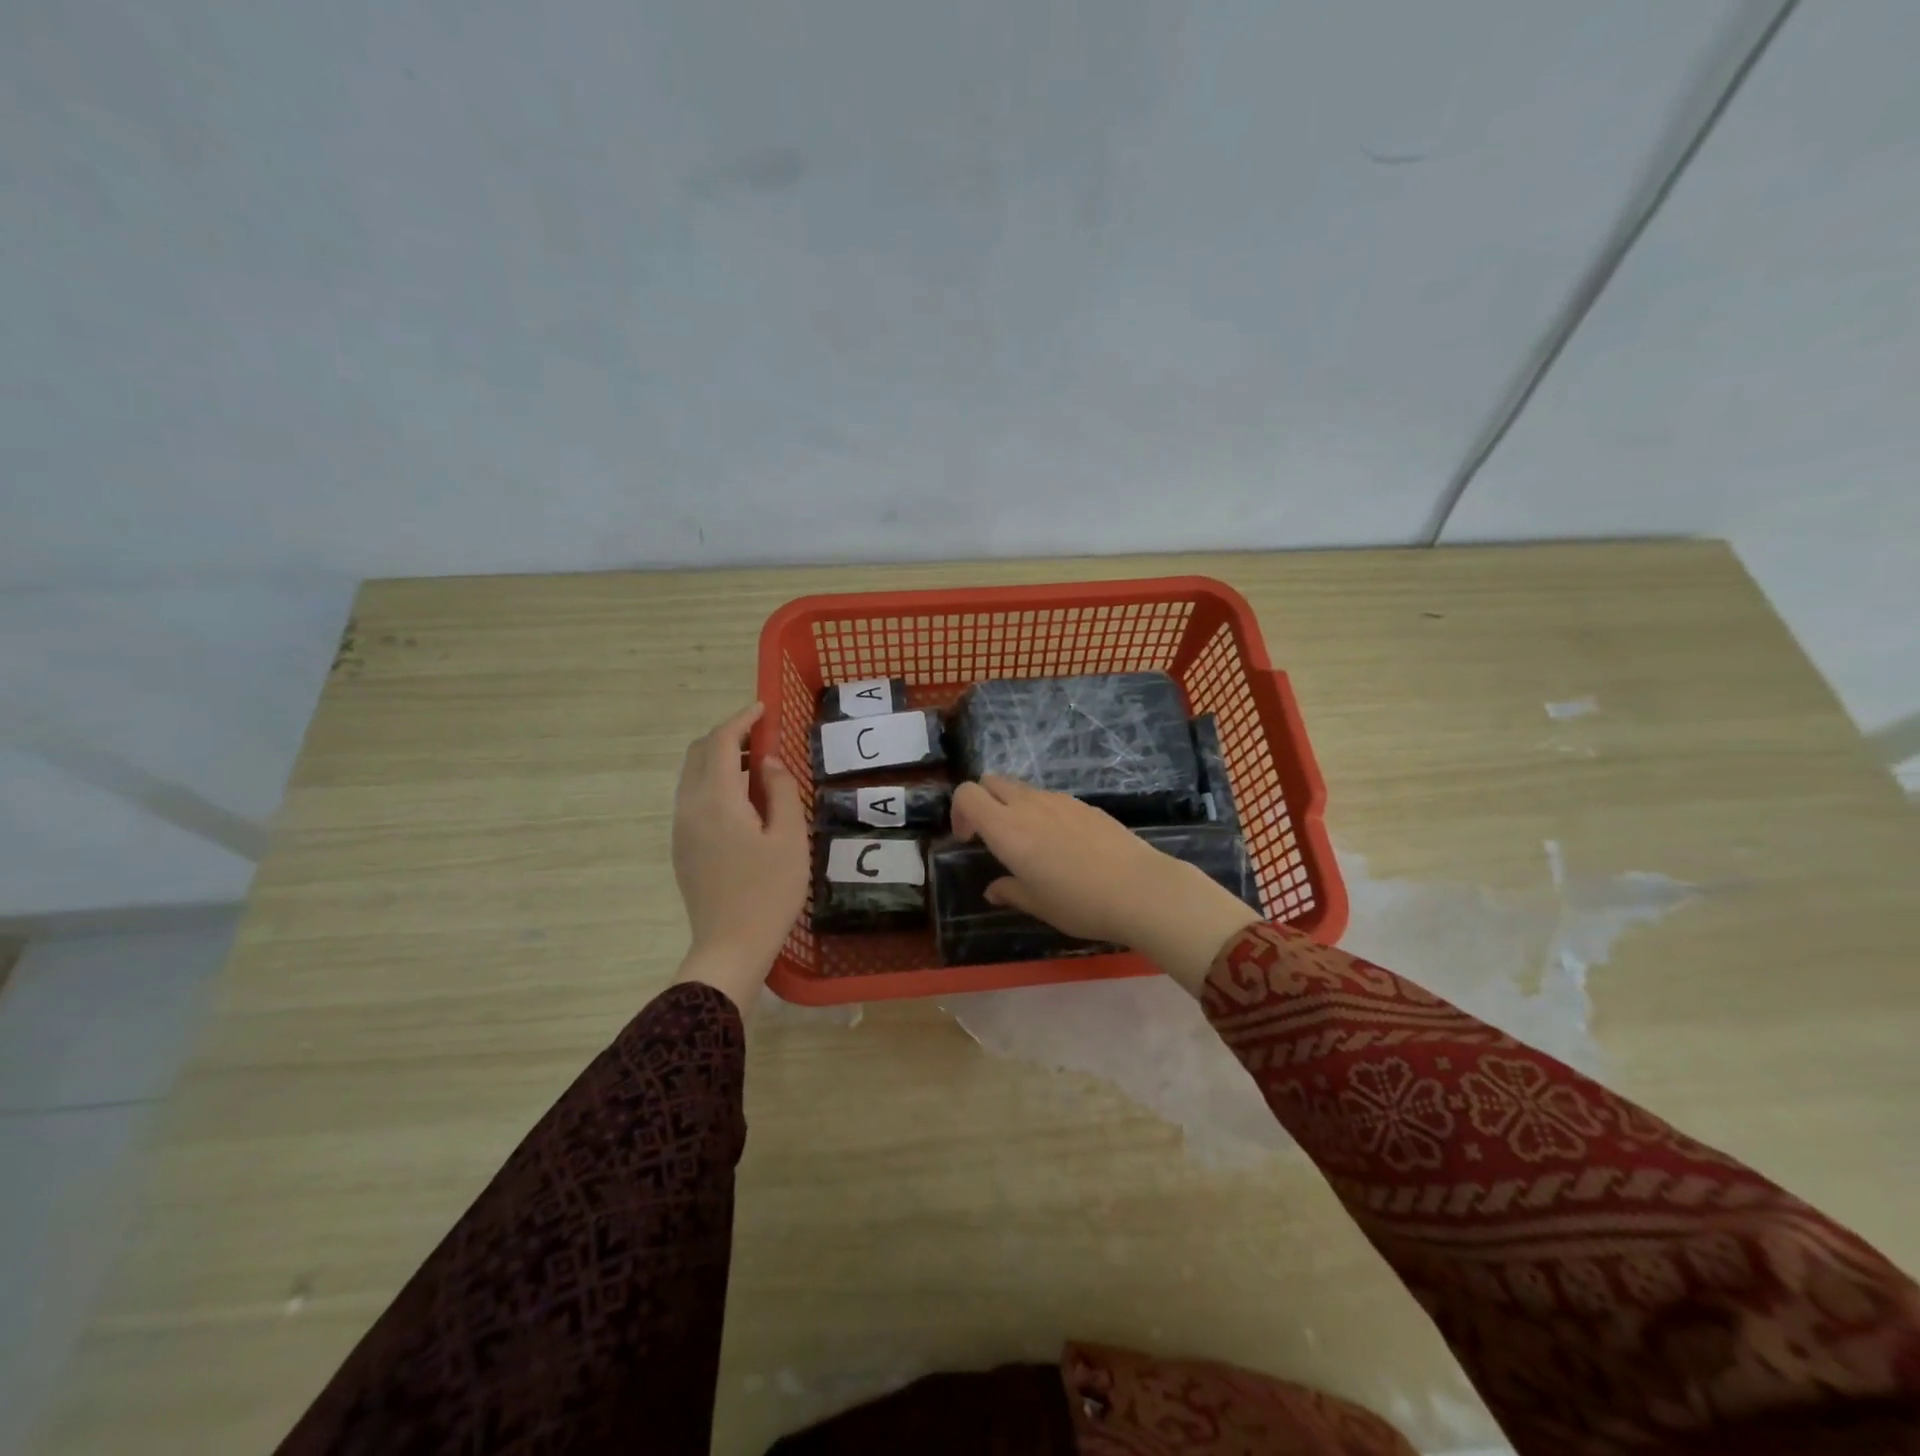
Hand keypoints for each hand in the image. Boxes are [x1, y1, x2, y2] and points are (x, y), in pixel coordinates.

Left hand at [671, 703, 807, 1012]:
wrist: (731, 946)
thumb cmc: (769, 892)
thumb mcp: (790, 838)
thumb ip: (780, 791)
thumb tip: (768, 762)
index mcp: (716, 801)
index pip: (722, 743)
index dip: (742, 720)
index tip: (763, 708)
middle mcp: (690, 807)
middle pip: (700, 754)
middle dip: (729, 736)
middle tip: (763, 737)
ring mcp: (681, 828)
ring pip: (693, 776)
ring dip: (721, 760)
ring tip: (758, 769)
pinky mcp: (682, 847)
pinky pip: (693, 798)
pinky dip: (715, 783)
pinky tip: (744, 802)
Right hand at [949, 775, 1263, 994]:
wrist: (1141, 889)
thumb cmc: (1080, 903)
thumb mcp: (1038, 904)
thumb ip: (1010, 891)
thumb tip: (994, 889)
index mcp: (1007, 829)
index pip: (967, 794)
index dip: (959, 812)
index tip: (969, 840)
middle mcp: (1029, 805)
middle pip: (992, 781)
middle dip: (983, 801)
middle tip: (992, 836)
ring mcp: (1060, 801)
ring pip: (1023, 788)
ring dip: (1014, 806)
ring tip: (1030, 844)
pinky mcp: (1085, 804)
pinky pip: (1051, 799)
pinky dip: (1043, 812)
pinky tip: (1063, 845)